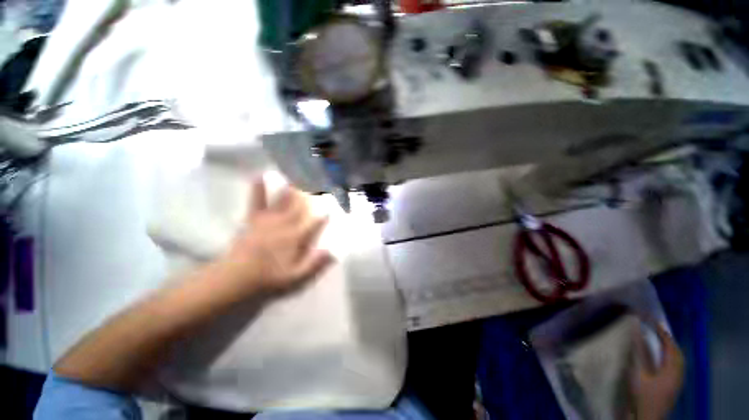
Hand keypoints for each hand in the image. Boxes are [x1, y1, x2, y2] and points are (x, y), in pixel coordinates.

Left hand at [217, 179, 332, 295]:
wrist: (235, 279)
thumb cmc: (268, 279)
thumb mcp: (296, 278)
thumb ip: (314, 264)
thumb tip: (332, 251)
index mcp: (295, 238)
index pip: (314, 223)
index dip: (323, 215)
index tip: (331, 207)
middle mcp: (284, 225)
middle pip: (300, 206)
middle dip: (311, 194)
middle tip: (318, 181)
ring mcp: (268, 220)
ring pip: (283, 201)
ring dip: (293, 188)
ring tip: (300, 174)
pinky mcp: (253, 219)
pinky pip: (256, 201)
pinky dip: (258, 189)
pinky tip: (259, 175)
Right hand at [629, 324, 683, 419]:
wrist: (647, 419)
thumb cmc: (643, 395)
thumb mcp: (638, 375)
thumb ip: (638, 354)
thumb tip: (636, 333)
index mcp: (672, 370)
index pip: (671, 347)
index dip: (664, 334)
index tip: (656, 322)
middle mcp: (678, 374)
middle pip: (678, 354)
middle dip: (669, 341)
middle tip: (659, 331)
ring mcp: (677, 383)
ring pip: (678, 362)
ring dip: (670, 350)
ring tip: (661, 343)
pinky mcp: (674, 388)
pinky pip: (676, 368)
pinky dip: (670, 359)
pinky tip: (662, 361)